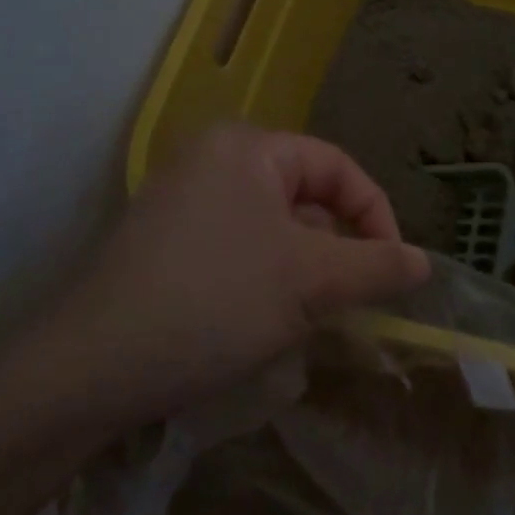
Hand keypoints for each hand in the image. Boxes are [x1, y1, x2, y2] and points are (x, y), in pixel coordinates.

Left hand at [38, 125, 428, 429]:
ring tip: (304, 319)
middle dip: (335, 250)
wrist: (90, 367)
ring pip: (273, 228)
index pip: (337, 168)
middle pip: (304, 197)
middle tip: (346, 303)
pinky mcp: (165, 242)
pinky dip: (264, 279)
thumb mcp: (309, 282)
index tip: (392, 272)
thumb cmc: (214, 302)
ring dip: (302, 271)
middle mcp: (212, 159)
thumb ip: (376, 265)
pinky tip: (259, 324)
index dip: (376, 216)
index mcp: (247, 147)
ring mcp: (183, 201)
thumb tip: (424, 261)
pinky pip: (238, 247)